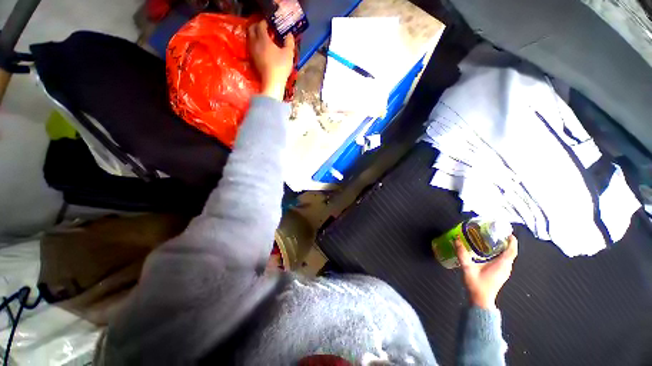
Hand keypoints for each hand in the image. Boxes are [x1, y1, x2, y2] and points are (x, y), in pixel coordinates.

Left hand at [248, 20, 295, 100]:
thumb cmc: (281, 67)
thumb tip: (289, 35)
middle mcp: (255, 43)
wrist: (272, 82)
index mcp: (263, 38)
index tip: (269, 23)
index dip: (264, 22)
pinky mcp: (252, 61)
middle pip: (251, 29)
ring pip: (250, 39)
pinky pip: (251, 48)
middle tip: (263, 28)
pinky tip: (260, 49)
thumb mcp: (288, 54)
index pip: (260, 25)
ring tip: (261, 38)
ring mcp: (252, 52)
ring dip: (254, 36)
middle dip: (256, 27)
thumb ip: (289, 43)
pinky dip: (255, 45)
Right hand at [454, 235, 517, 309]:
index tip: (507, 232)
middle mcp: (506, 268)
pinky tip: (488, 252)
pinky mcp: (500, 274)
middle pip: (510, 253)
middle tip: (494, 233)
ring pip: (507, 257)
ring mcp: (504, 272)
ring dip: (503, 248)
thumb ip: (462, 254)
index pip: (512, 251)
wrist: (480, 301)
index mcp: (502, 265)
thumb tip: (456, 239)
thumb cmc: (477, 285)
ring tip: (491, 240)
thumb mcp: (467, 268)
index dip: (512, 241)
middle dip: (506, 242)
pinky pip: (504, 261)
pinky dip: (500, 254)